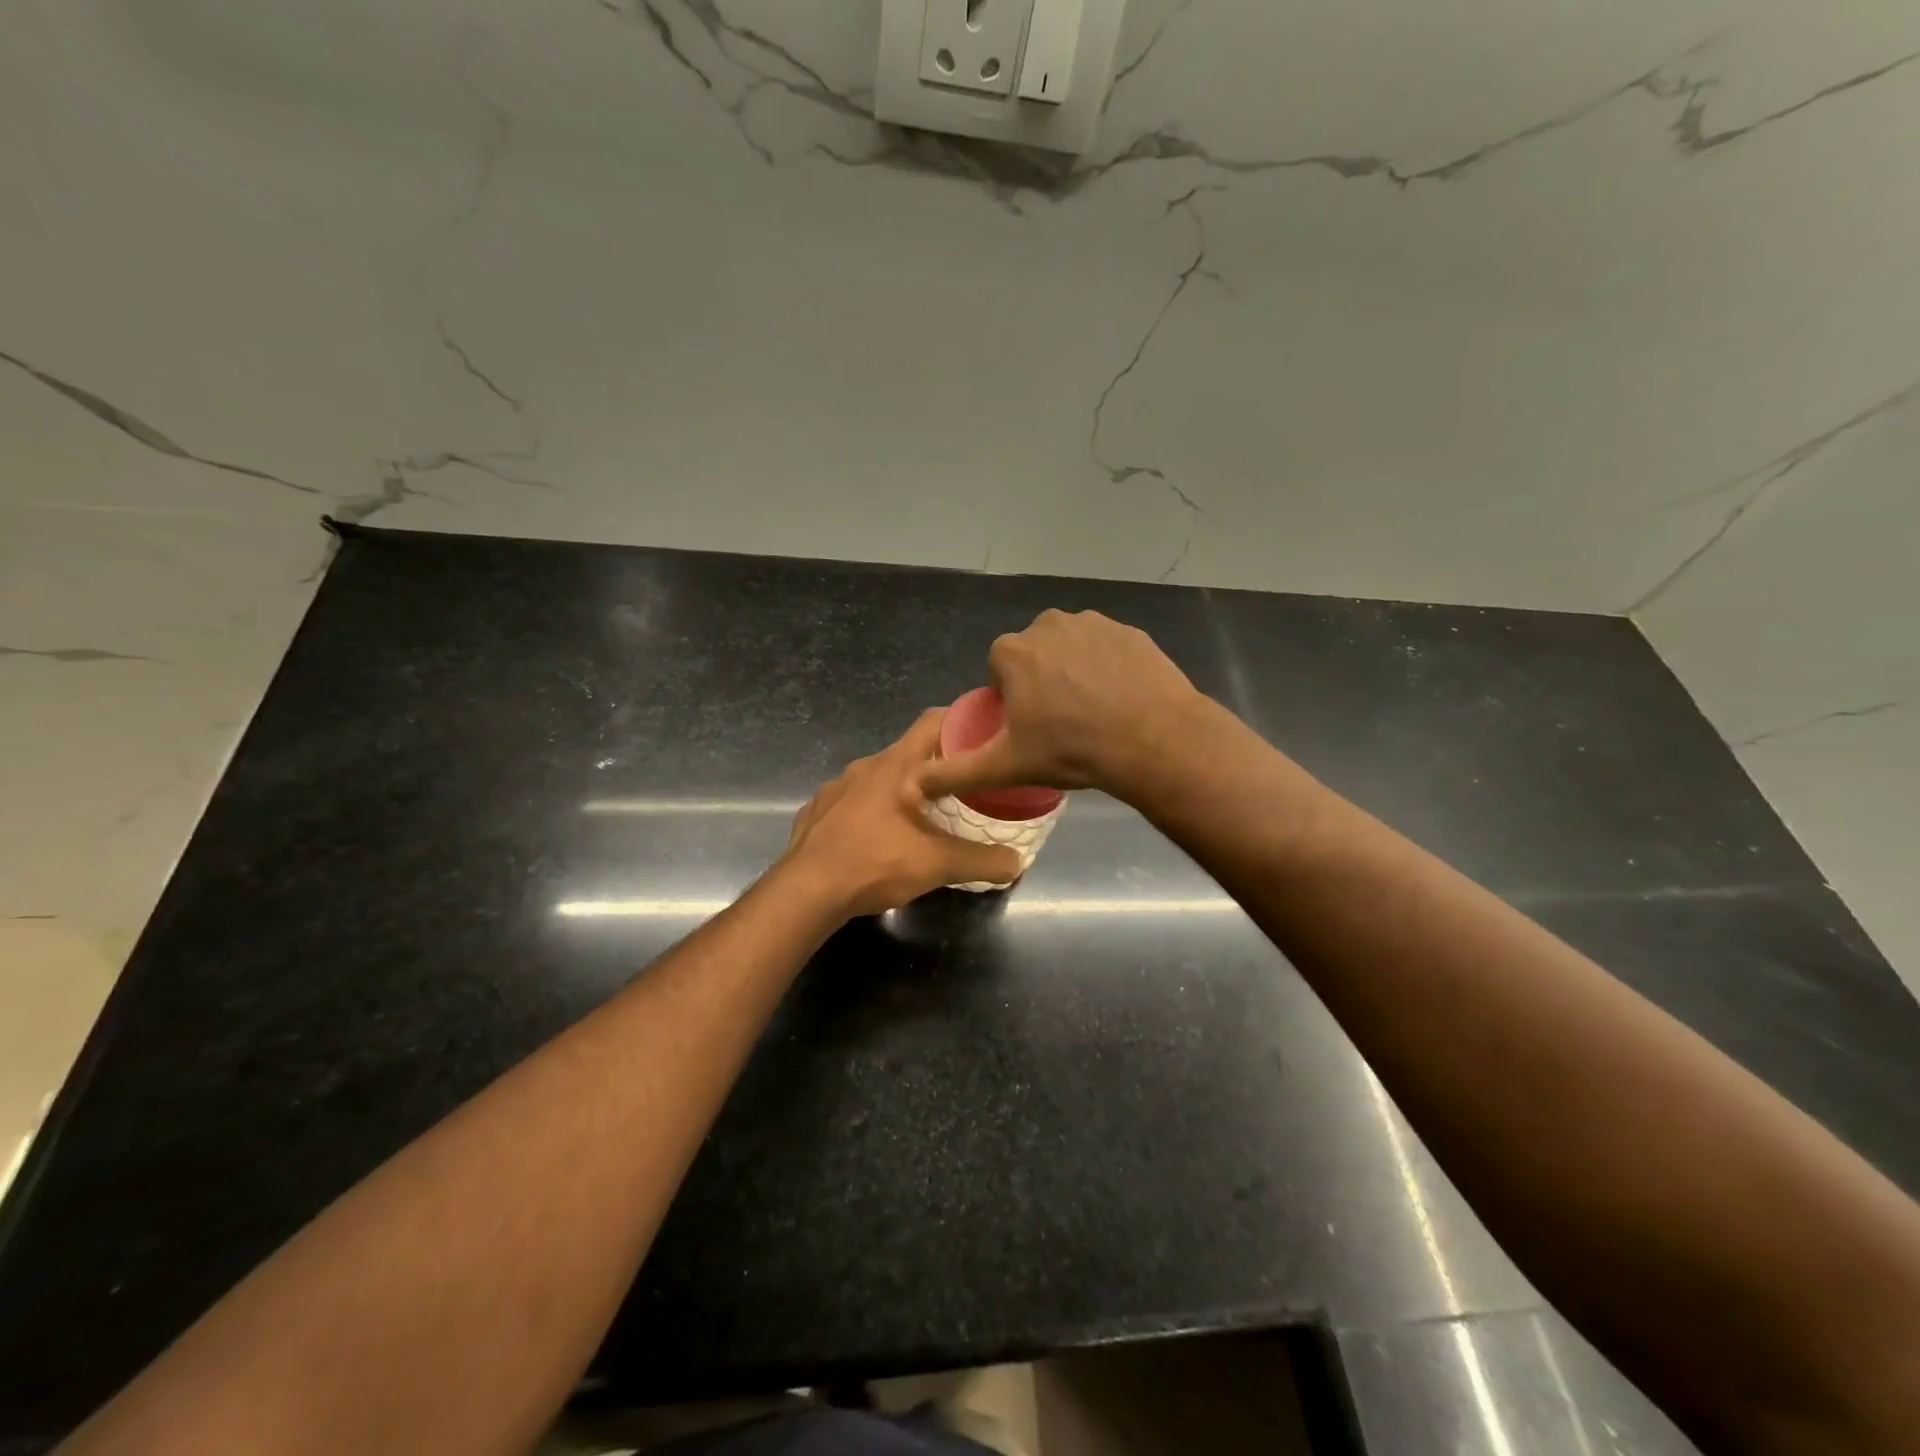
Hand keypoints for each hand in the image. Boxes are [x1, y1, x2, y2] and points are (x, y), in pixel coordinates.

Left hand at [783, 709, 1024, 917]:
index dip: (962, 721)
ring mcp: (836, 787)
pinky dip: (874, 810)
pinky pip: (854, 800)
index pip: (934, 721)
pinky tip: (881, 838)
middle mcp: (865, 766)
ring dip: (905, 790)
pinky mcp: (818, 810)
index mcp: (896, 766)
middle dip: (939, 765)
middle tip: (966, 785)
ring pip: (881, 778)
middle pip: (910, 751)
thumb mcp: (936, 865)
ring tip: (926, 816)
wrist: (804, 892)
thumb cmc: (874, 864)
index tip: (986, 737)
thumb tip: (1017, 862)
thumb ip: (981, 861)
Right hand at [918, 610, 1203, 804]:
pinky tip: (1120, 698)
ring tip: (1093, 711)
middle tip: (1061, 722)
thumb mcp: (1005, 767)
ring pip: (1070, 648)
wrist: (1152, 740)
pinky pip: (1107, 648)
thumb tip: (913, 784)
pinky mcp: (1130, 630)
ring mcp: (1093, 623)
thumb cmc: (1071, 750)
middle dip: (1041, 681)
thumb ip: (956, 772)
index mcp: (1013, 651)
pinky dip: (1108, 667)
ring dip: (1074, 671)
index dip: (1011, 698)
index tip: (1030, 726)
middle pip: (1034, 655)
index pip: (999, 670)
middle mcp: (1048, 624)